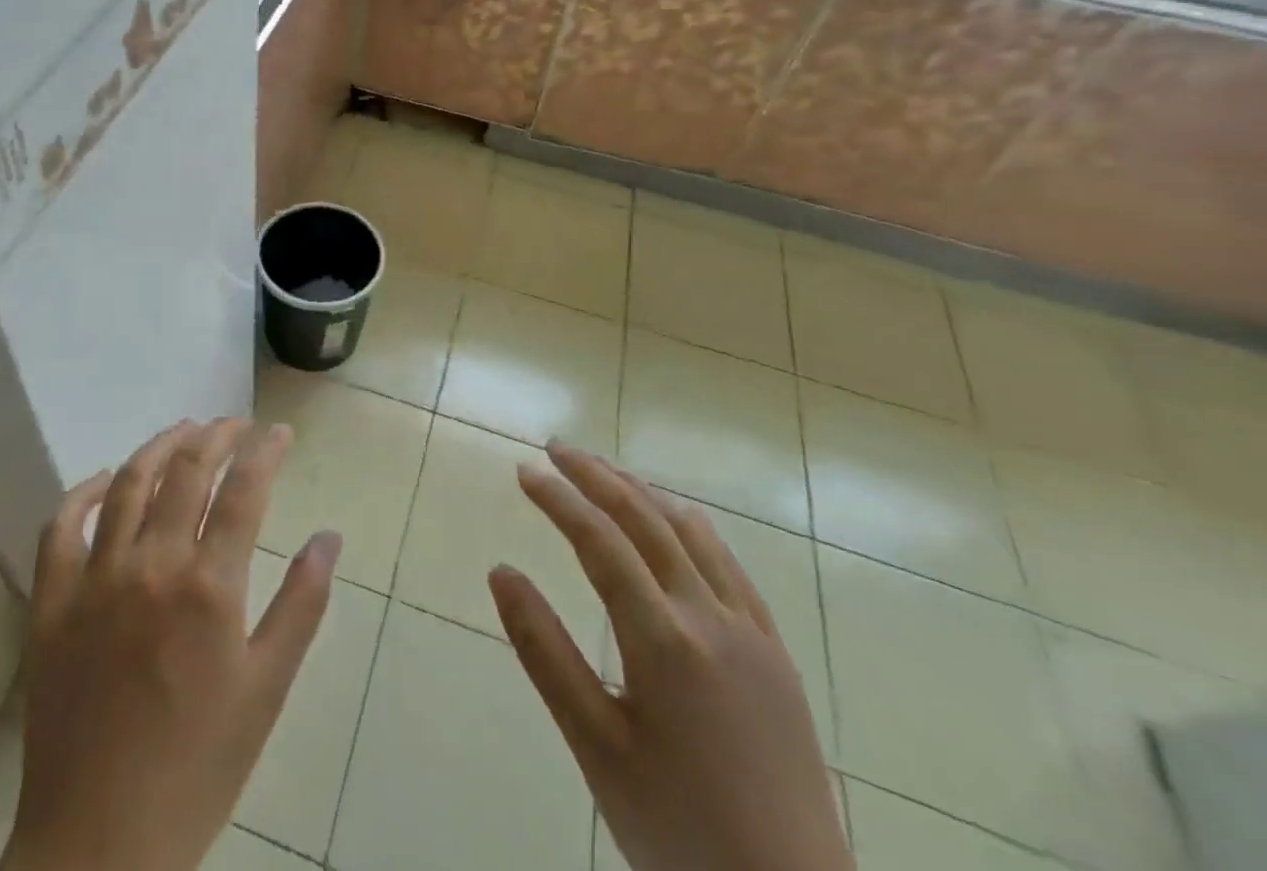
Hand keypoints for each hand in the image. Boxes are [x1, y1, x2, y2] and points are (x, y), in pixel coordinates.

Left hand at [2, 418, 341, 870]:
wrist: (100, 845)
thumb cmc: (198, 767)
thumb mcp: (266, 689)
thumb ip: (301, 605)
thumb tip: (329, 536)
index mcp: (209, 586)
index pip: (244, 489)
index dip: (264, 450)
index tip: (278, 432)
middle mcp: (152, 564)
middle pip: (187, 470)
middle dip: (216, 435)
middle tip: (234, 424)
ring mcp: (95, 578)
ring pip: (127, 482)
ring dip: (159, 446)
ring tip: (183, 431)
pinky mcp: (51, 601)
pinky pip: (60, 526)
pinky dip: (82, 492)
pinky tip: (103, 479)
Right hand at [489, 441, 850, 870]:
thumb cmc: (678, 829)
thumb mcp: (594, 747)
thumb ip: (544, 652)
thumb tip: (501, 571)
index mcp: (663, 640)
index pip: (599, 541)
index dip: (557, 498)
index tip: (524, 470)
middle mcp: (709, 616)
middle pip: (644, 519)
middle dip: (596, 475)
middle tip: (556, 448)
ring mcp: (750, 631)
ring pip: (689, 532)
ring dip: (641, 493)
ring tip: (604, 473)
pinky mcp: (776, 652)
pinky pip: (729, 565)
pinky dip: (690, 528)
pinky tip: (677, 523)